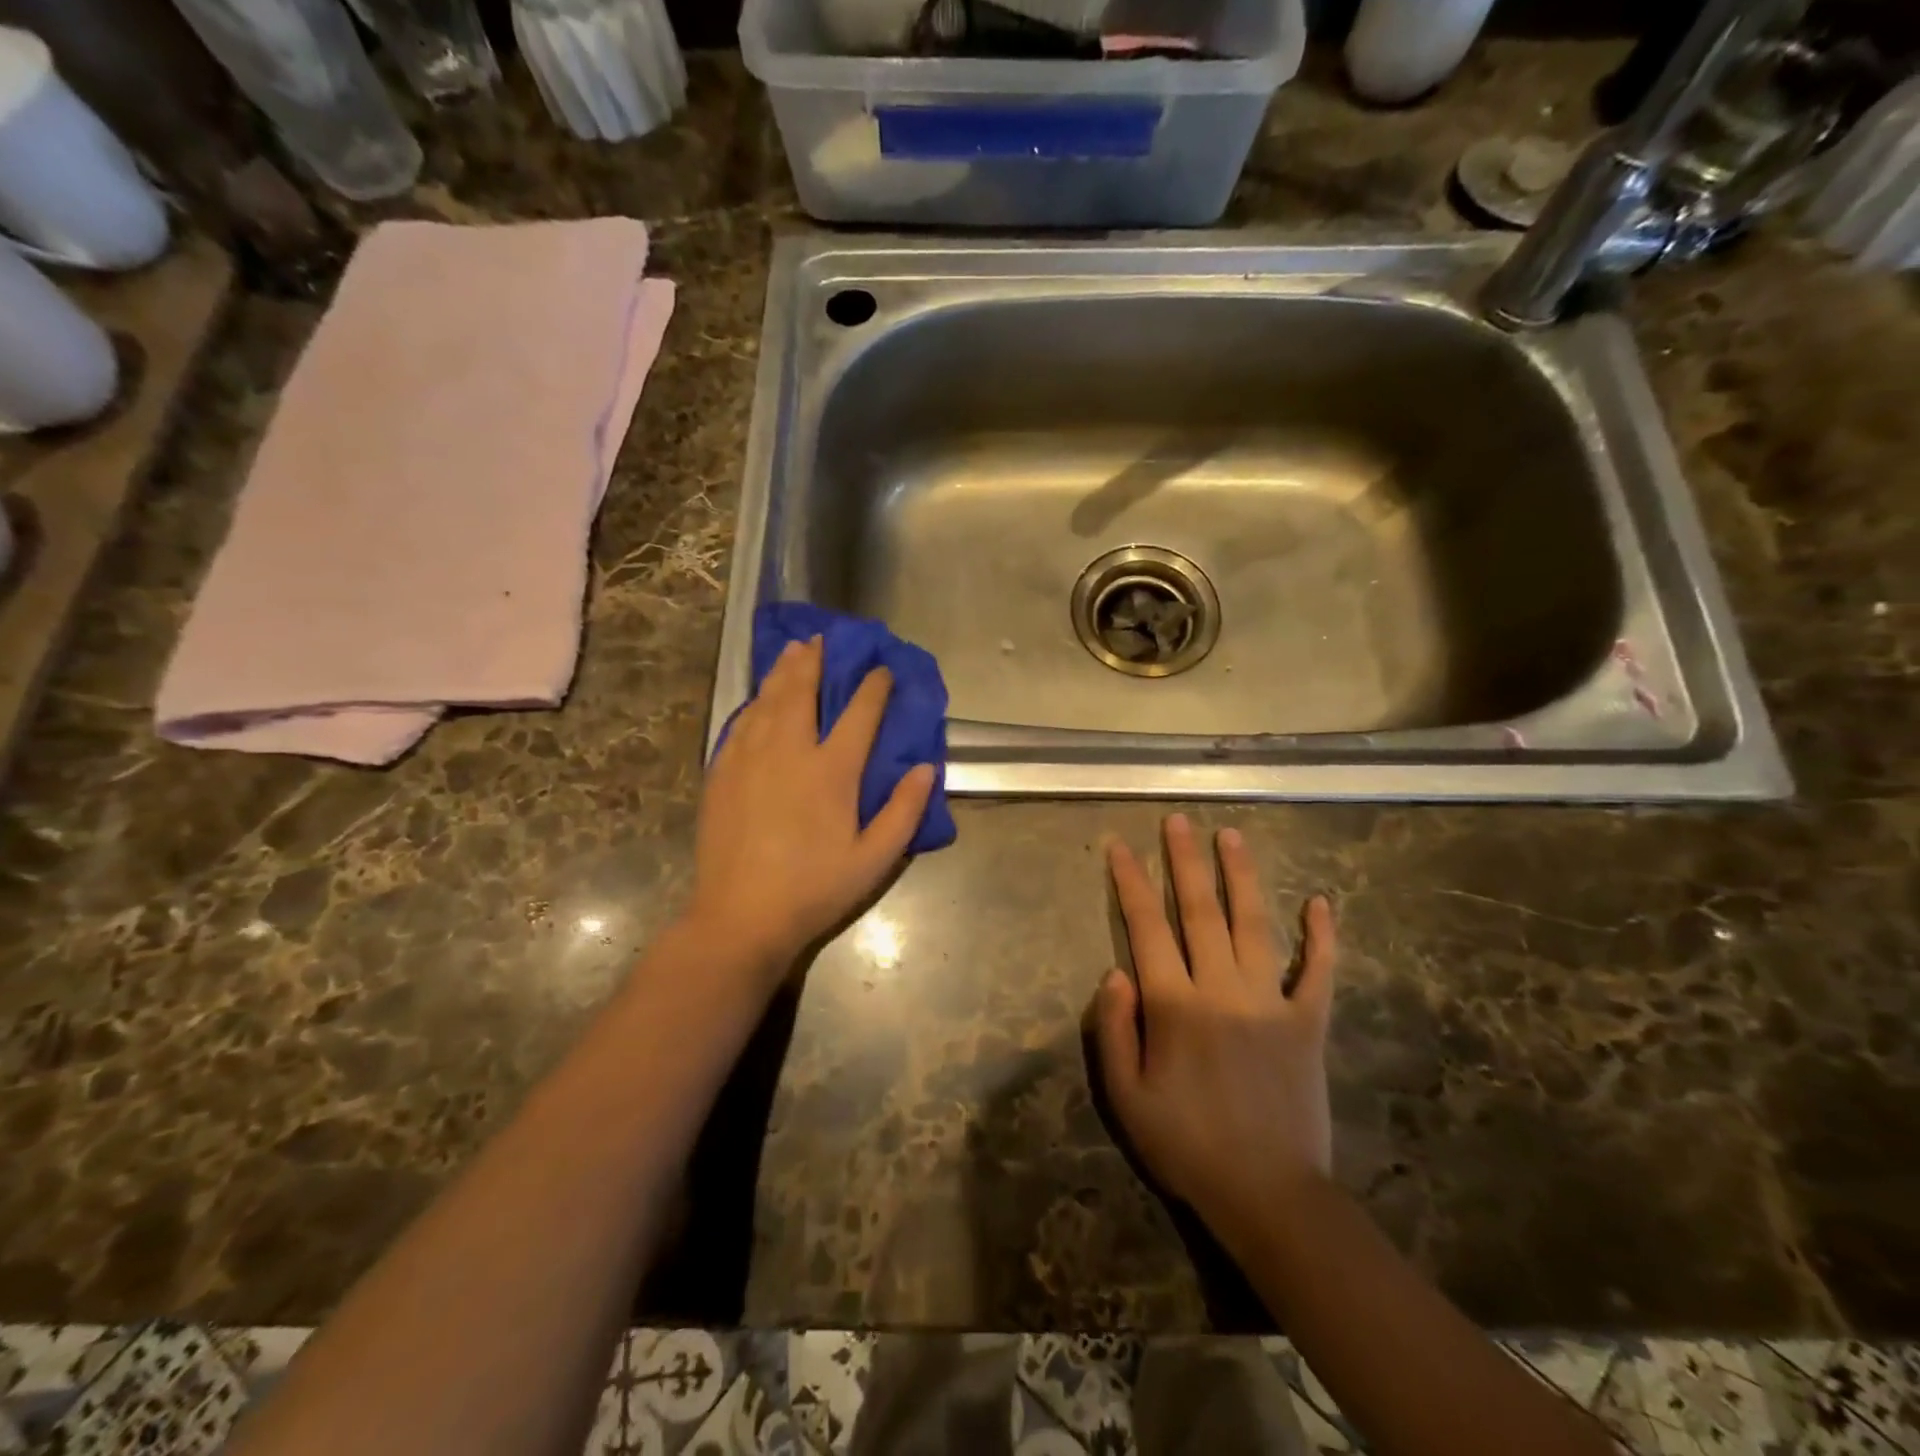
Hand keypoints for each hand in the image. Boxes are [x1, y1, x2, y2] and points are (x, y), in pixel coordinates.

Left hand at [689, 636, 935, 975]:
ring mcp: (750, 759)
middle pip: (803, 692)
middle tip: (822, 639)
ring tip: (792, 650)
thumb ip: (904, 811)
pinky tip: (759, 698)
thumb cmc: (815, 889)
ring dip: (783, 672)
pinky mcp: (723, 773)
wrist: (740, 916)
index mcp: (831, 771)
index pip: (859, 714)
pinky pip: (741, 723)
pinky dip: (755, 702)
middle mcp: (790, 752)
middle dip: (815, 661)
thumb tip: (927, 767)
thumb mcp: (874, 860)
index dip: (873, 686)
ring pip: (768, 700)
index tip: (882, 669)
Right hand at [1089, 814, 1335, 1256]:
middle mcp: (1222, 989)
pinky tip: (1321, 902)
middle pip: (1200, 910)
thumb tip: (1115, 971)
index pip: (1146, 927)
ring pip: (1254, 924)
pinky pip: (1319, 971)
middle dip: (1185, 860)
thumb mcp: (1126, 1098)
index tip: (1120, 845)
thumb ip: (1114, 1030)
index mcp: (1174, 1005)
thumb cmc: (1187, 1146)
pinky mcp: (1309, 1023)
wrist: (1270, 1195)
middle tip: (1178, 820)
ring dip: (1242, 876)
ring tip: (1231, 836)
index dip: (1130, 883)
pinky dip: (1322, 937)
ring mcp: (1271, 1002)